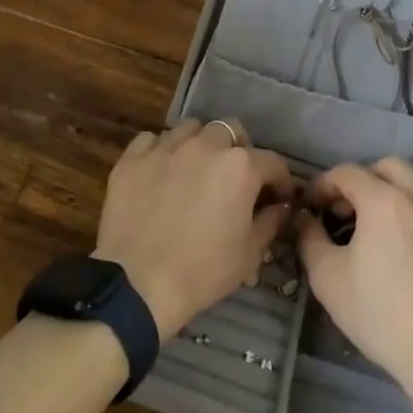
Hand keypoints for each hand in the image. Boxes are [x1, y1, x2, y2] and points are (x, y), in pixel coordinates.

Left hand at [94, 119, 295, 340]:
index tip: (278, 197)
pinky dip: (160, 150)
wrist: (138, 282)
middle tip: (234, 177)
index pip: (272, 161)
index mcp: (239, 167)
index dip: (280, 180)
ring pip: (190, 129)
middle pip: (230, 131)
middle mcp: (204, 146)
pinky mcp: (132, 158)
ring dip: (200, 144)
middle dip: (239, 149)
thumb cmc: (202, 271)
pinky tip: (160, 171)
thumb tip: (279, 207)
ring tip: (195, 169)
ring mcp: (165, 148)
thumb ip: (270, 222)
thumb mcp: (249, 254)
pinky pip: (151, 140)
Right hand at [297, 159, 412, 409]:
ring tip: (385, 217)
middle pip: (389, 166)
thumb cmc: (383, 315)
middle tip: (348, 210)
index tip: (312, 206)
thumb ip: (310, 238)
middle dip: (363, 180)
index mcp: (384, 200)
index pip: (347, 172)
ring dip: (399, 188)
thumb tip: (305, 219)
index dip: (323, 185)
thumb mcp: (328, 279)